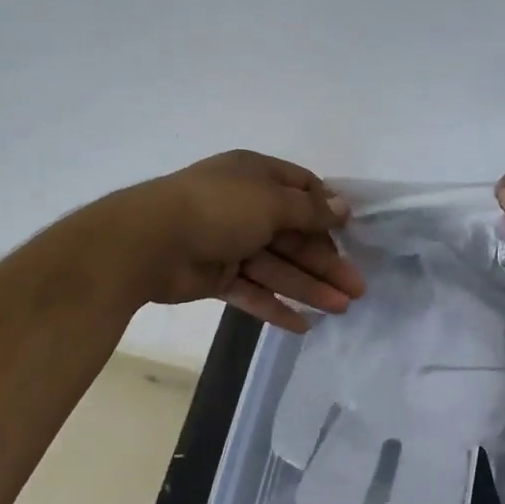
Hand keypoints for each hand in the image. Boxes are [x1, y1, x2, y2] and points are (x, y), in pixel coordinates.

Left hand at [91, 151, 365, 332]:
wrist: (147, 242)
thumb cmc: (218, 209)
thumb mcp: (271, 202)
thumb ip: (310, 211)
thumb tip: (343, 207)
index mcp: (256, 177)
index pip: (302, 190)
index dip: (327, 213)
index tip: (351, 235)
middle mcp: (245, 207)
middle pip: (295, 236)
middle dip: (326, 262)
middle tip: (357, 289)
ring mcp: (229, 243)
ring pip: (277, 267)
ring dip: (309, 288)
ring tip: (341, 309)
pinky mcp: (215, 276)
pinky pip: (252, 291)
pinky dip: (275, 306)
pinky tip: (304, 325)